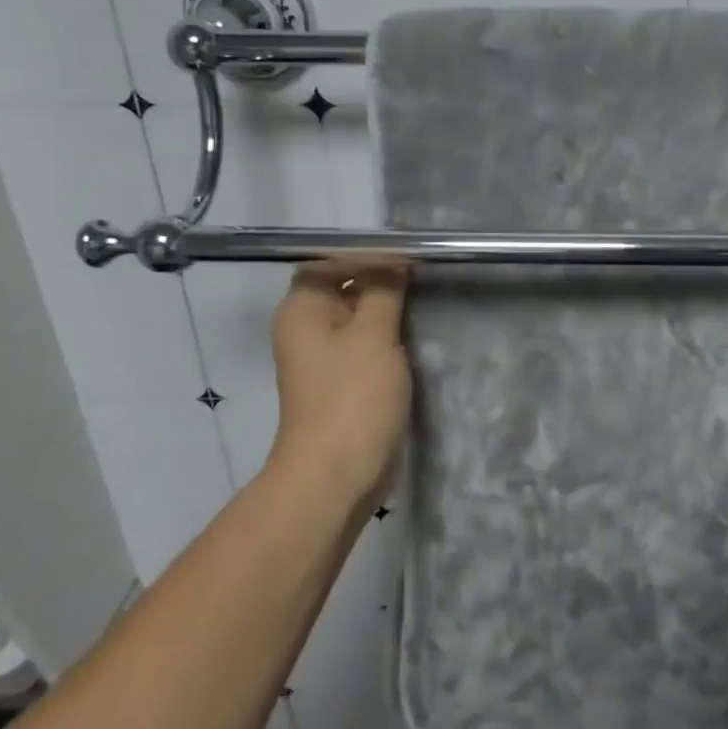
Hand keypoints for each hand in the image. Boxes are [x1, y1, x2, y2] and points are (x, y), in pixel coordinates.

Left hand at [267, 264, 411, 501]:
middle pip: (342, 288)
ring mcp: (323, 359)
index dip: (364, 255)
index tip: (406, 257)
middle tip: (422, 276)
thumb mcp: (374, 334)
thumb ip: (383, 291)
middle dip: (380, 281)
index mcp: (302, 310)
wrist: (337, 473)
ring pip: (357, 319)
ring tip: (425, 301)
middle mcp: (306, 329)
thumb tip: (392, 262)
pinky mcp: (342, 384)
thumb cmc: (352, 396)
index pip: (328, 262)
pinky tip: (416, 336)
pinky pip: (364, 347)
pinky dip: (387, 338)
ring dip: (387, 311)